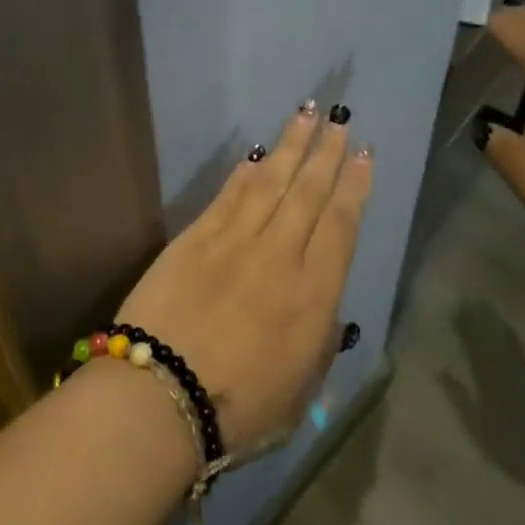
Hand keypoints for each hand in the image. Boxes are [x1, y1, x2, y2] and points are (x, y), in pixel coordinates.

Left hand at [115, 103, 372, 450]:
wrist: (160, 394)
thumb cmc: (238, 410)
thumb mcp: (301, 393)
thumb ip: (318, 345)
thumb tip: (324, 312)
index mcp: (313, 295)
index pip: (341, 225)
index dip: (355, 187)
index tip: (364, 155)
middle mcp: (279, 255)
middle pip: (308, 192)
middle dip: (326, 153)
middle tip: (339, 120)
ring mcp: (234, 240)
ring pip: (271, 182)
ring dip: (291, 146)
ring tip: (306, 114)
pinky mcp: (195, 237)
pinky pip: (229, 194)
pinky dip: (245, 171)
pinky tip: (257, 154)